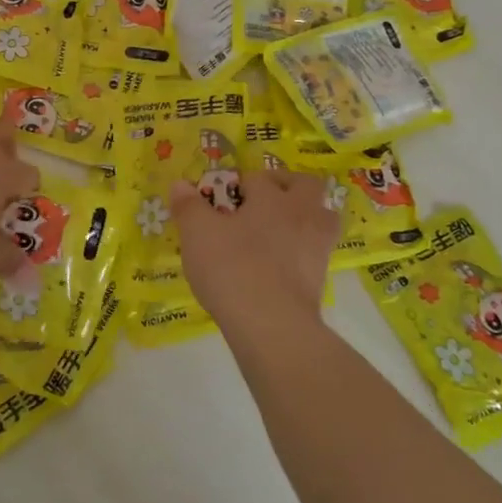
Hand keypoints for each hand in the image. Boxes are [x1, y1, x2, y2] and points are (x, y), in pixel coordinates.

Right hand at [172, 168, 337, 332]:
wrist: (271, 324)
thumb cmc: (231, 268)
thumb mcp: (197, 234)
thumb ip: (188, 206)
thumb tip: (180, 184)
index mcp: (272, 197)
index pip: (257, 178)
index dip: (237, 185)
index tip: (220, 201)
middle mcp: (301, 214)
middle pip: (306, 185)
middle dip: (285, 186)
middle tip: (262, 201)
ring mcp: (317, 246)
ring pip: (321, 218)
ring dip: (303, 217)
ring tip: (277, 230)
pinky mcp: (321, 277)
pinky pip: (315, 251)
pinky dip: (301, 251)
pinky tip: (278, 264)